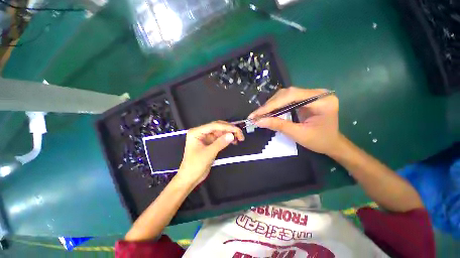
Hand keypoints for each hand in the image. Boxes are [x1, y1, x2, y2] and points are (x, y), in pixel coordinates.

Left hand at [177, 121, 244, 186]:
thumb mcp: (208, 153)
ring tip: (239, 138)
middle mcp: (201, 133)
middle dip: (229, 129)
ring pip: (220, 132)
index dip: (227, 127)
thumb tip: (231, 135)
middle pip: (218, 127)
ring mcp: (206, 138)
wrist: (190, 178)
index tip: (237, 130)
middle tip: (240, 134)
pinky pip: (220, 138)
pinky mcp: (210, 143)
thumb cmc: (195, 165)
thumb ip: (220, 143)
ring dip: (229, 134)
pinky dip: (227, 139)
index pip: (214, 126)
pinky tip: (233, 141)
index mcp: (196, 132)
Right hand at [248, 87, 338, 155]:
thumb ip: (278, 125)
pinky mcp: (306, 98)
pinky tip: (268, 112)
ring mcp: (312, 94)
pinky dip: (276, 106)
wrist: (332, 143)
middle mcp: (318, 93)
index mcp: (322, 101)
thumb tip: (258, 121)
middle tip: (256, 115)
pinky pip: (287, 99)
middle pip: (287, 93)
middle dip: (269, 105)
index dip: (272, 105)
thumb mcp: (298, 134)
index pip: (291, 96)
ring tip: (260, 114)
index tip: (257, 114)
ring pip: (285, 95)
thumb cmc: (319, 141)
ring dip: (271, 105)